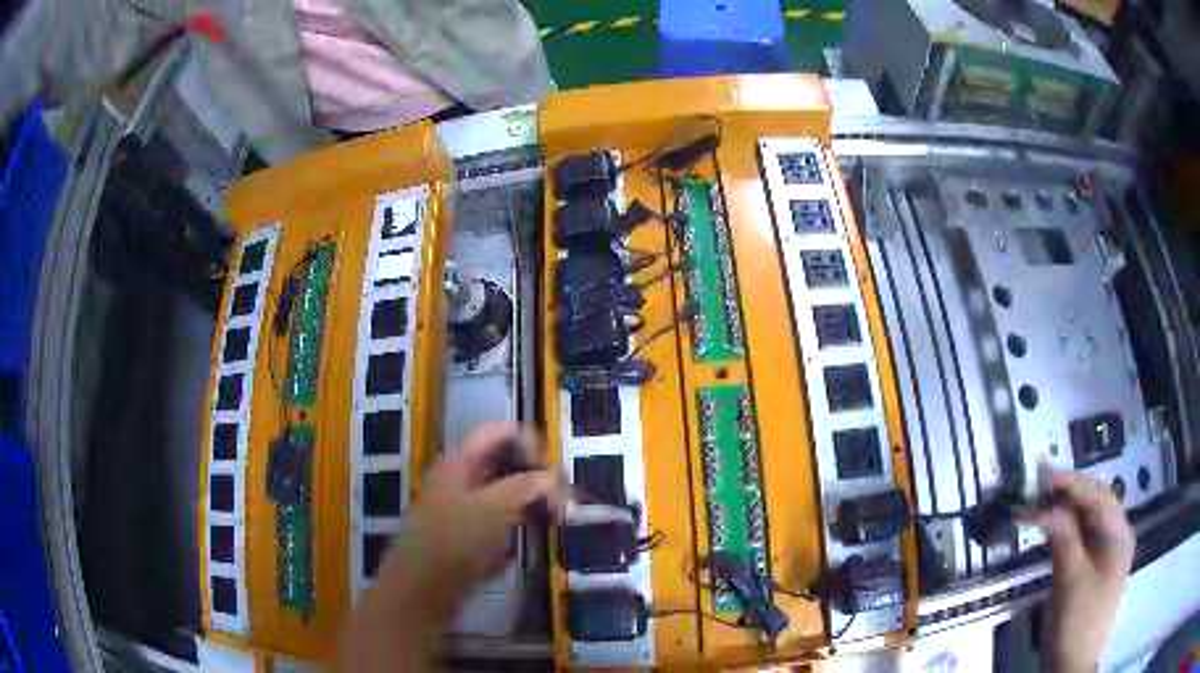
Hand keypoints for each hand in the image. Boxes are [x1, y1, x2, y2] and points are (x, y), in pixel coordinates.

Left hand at [341, 423, 565, 671]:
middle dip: (535, 475)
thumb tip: (554, 477)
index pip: (500, 432)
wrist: (421, 589)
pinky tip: (529, 538)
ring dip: (529, 500)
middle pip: (504, 460)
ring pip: (503, 490)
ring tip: (551, 520)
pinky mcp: (465, 533)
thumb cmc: (455, 542)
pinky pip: (497, 516)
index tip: (553, 472)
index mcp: (460, 461)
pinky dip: (517, 521)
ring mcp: (460, 506)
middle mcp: (458, 477)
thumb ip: (527, 486)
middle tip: (560, 500)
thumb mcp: (494, 509)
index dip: (531, 442)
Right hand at [1035, 472, 1134, 671]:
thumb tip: (1048, 505)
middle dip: (1067, 497)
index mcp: (1119, 534)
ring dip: (1065, 514)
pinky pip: (1082, 541)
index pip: (1097, 495)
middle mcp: (1117, 537)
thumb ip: (1064, 538)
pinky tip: (1053, 532)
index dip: (1071, 484)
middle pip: (1094, 506)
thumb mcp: (1070, 581)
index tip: (1041, 479)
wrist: (1071, 667)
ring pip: (1087, 523)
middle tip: (1037, 494)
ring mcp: (1106, 555)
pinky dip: (1066, 533)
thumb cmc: (1076, 623)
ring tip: (1040, 510)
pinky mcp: (1094, 571)